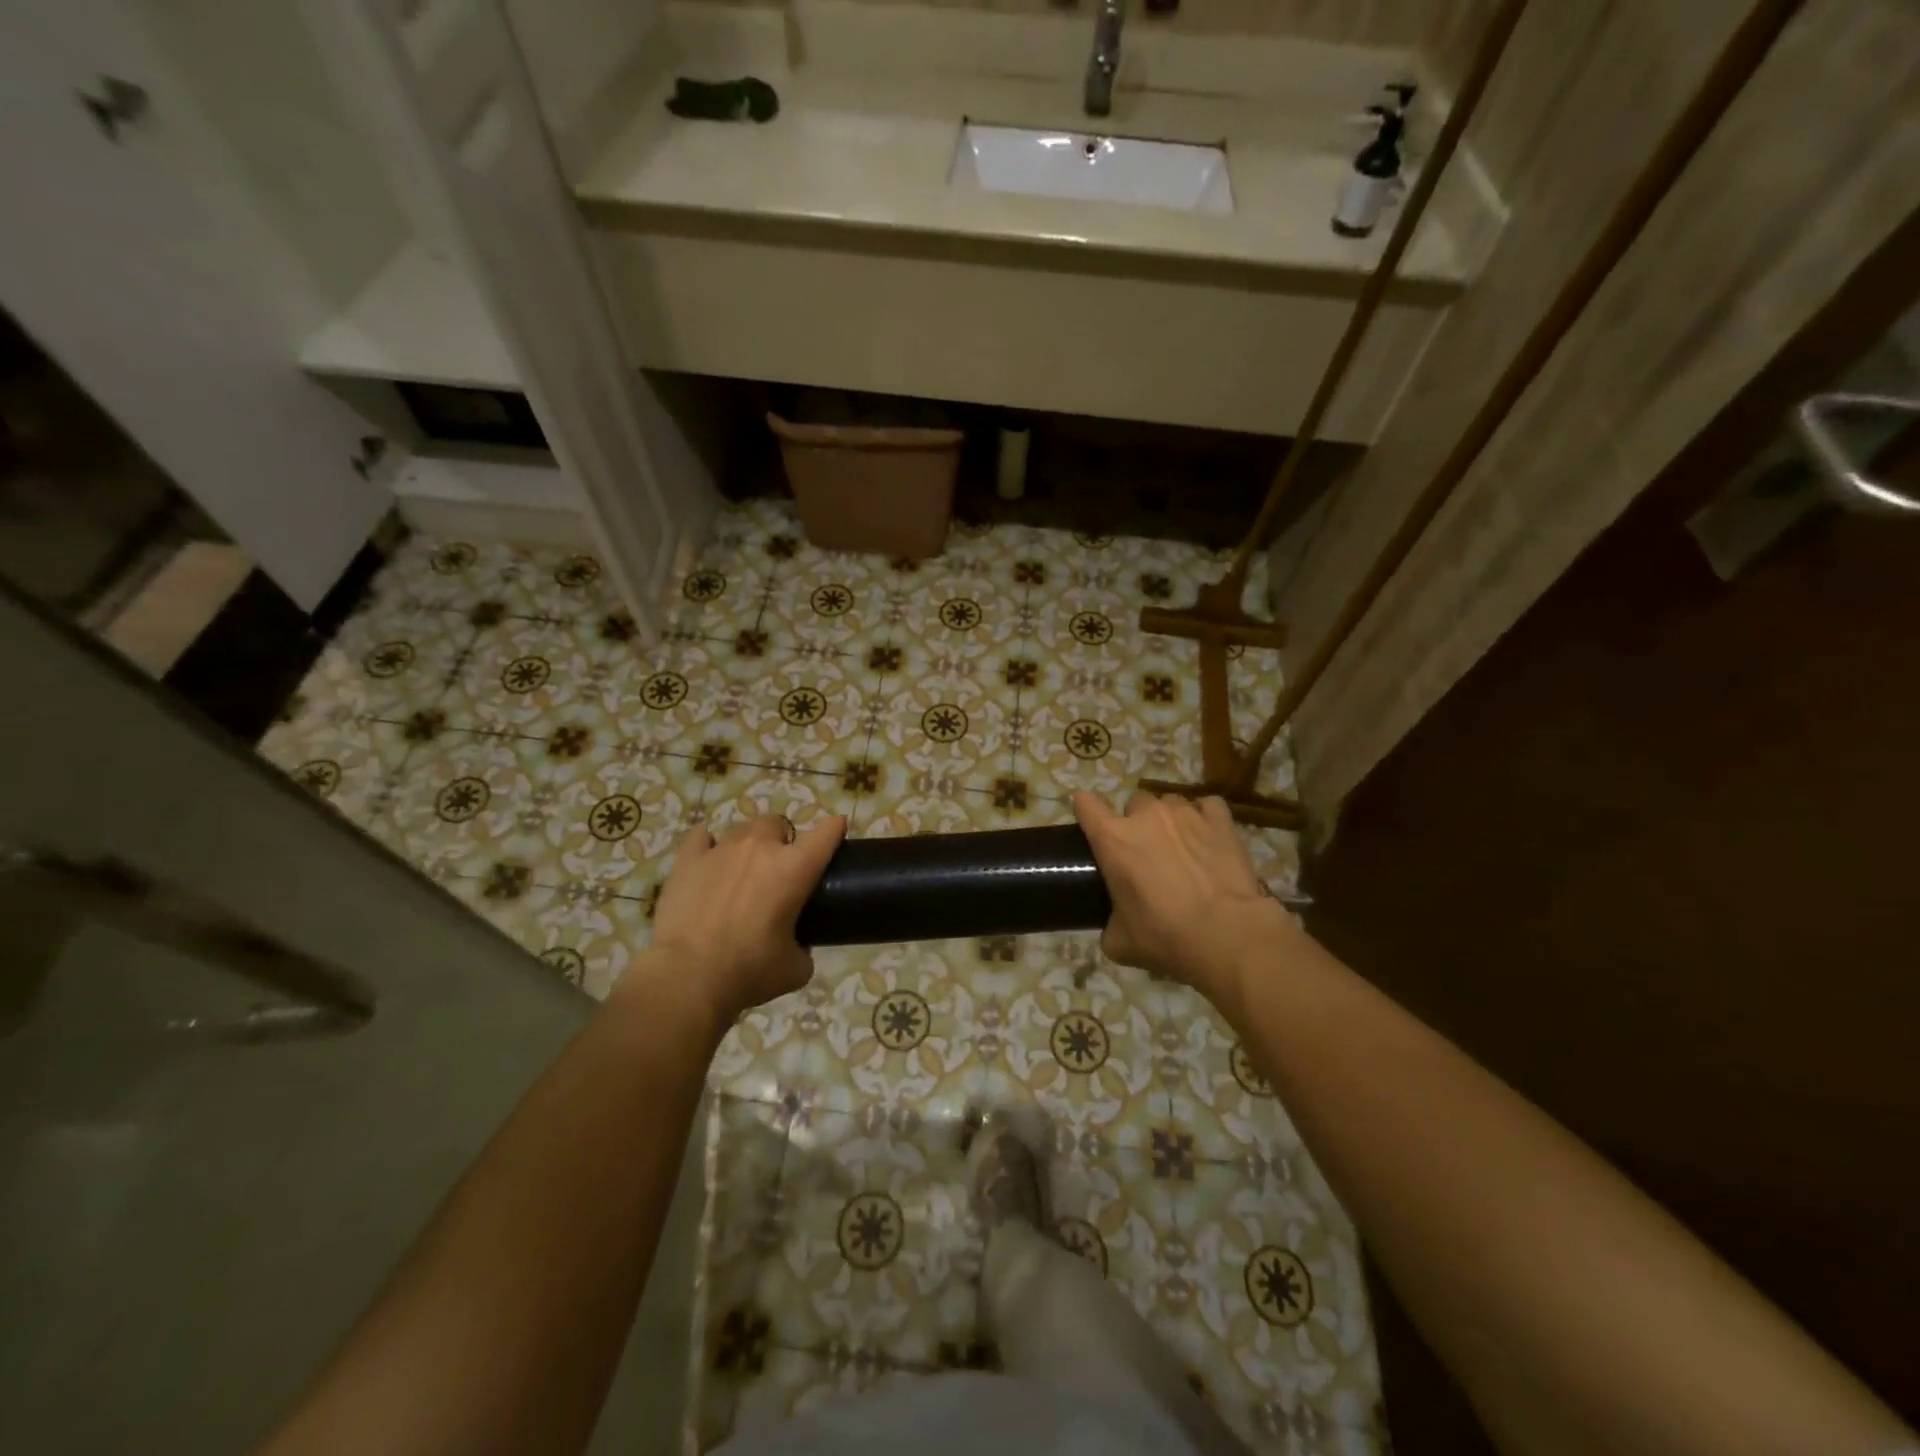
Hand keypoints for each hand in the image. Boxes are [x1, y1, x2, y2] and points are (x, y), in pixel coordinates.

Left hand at [622, 813, 846, 1028]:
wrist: (689, 978)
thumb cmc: (750, 972)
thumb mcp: (795, 969)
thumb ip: (804, 948)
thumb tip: (797, 948)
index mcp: (795, 868)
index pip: (826, 833)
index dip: (834, 830)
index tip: (836, 832)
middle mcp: (760, 848)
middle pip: (777, 823)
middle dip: (781, 840)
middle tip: (777, 870)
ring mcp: (721, 849)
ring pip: (741, 829)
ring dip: (747, 845)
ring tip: (740, 871)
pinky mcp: (688, 860)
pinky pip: (700, 837)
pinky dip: (707, 845)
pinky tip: (707, 862)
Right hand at [1072, 791, 1291, 1018]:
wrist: (1225, 935)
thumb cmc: (1164, 936)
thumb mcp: (1119, 942)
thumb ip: (1109, 923)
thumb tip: (1114, 925)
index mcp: (1112, 839)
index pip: (1084, 804)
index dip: (1085, 811)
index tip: (1092, 826)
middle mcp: (1146, 815)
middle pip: (1134, 803)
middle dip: (1137, 822)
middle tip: (1147, 853)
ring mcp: (1185, 813)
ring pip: (1170, 802)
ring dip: (1171, 820)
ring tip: (1182, 846)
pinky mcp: (1219, 820)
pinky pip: (1208, 806)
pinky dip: (1206, 818)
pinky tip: (1209, 838)